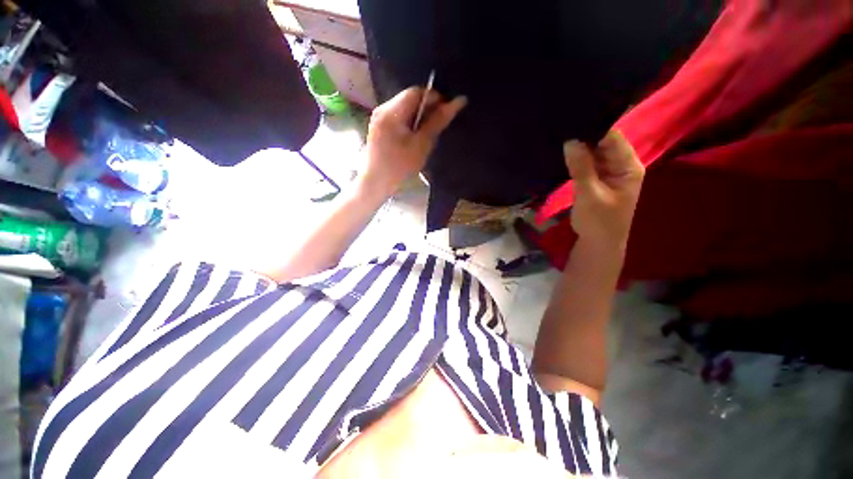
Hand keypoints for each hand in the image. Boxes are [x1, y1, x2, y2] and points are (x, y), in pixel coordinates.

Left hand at [362, 87, 466, 194]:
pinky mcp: (378, 128)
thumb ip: (438, 121)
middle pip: (409, 99)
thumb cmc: (399, 166)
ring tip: (428, 133)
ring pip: (404, 109)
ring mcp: (378, 118)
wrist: (375, 184)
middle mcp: (382, 109)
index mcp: (392, 111)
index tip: (446, 113)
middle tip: (438, 126)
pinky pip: (398, 118)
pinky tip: (414, 138)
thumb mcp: (422, 144)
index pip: (417, 92)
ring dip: (419, 117)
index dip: (435, 98)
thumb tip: (458, 101)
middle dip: (427, 109)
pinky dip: (409, 123)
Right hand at [564, 130, 644, 247]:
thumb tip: (570, 141)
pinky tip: (563, 154)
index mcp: (628, 167)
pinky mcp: (597, 180)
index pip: (613, 139)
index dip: (594, 129)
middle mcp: (621, 165)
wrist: (598, 244)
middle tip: (561, 128)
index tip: (571, 121)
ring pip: (594, 153)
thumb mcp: (589, 195)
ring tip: (559, 137)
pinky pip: (587, 164)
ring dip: (578, 149)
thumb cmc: (599, 222)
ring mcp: (609, 173)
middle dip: (584, 137)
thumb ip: (581, 168)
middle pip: (603, 144)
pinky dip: (576, 160)